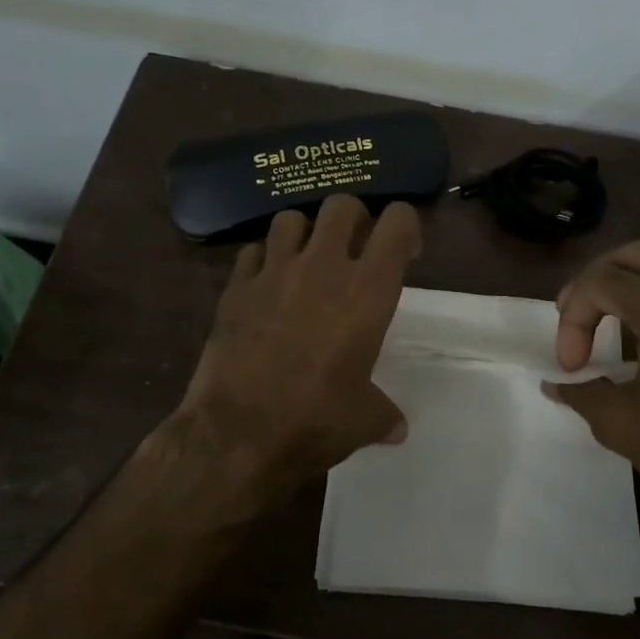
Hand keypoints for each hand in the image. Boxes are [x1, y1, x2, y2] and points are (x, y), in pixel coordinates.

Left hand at [173, 196, 420, 512]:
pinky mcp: (236, 287)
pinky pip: (252, 252)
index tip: (403, 254)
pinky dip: (262, 261)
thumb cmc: (315, 422)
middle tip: (353, 251)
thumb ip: (384, 414)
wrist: (238, 434)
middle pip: (342, 204)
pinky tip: (265, 287)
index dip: (404, 228)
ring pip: (291, 218)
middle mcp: (323, 267)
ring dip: (304, 234)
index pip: (397, 222)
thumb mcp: (363, 420)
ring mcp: (274, 271)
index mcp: (368, 291)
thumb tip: (397, 428)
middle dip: (353, 220)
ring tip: (305, 262)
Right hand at [544, 240, 639, 518]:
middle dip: (596, 280)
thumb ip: (582, 392)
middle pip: (635, 255)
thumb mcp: (622, 424)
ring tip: (610, 320)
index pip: (602, 281)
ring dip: (632, 282)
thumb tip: (556, 383)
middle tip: (576, 316)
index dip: (573, 317)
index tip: (571, 366)